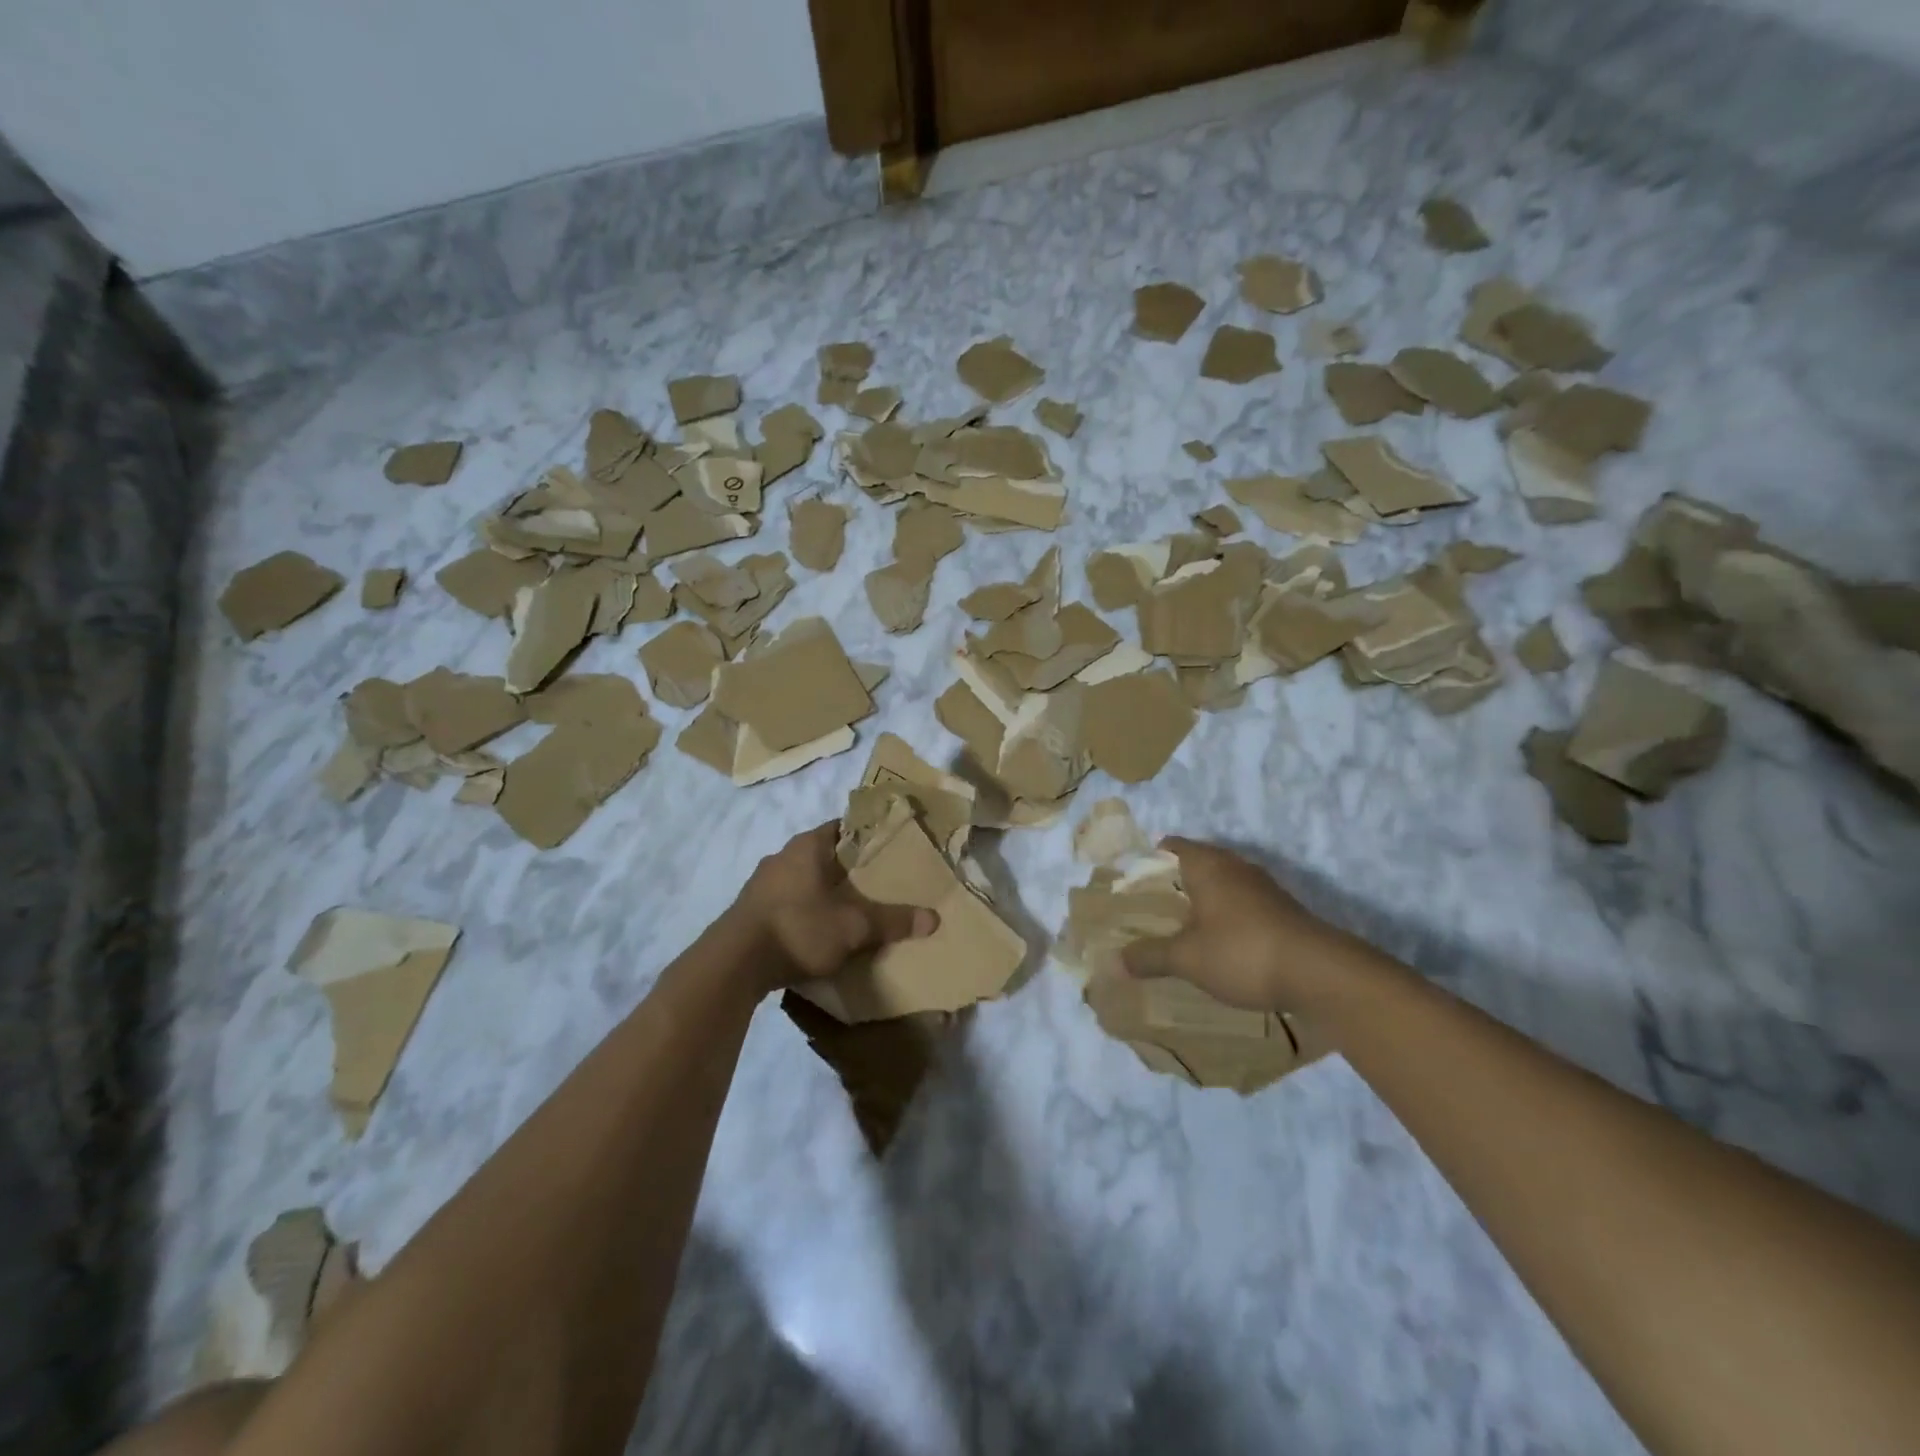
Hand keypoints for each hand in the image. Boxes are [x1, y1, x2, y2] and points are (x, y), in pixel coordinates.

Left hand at [730, 823, 936, 990]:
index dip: (869, 837)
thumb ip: (892, 921)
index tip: (891, 852)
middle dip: (850, 869)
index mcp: (807, 845)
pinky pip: (789, 902)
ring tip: (853, 910)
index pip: (844, 827)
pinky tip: (820, 932)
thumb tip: (934, 918)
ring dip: (826, 892)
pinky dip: (806, 911)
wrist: (733, 964)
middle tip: (880, 884)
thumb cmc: (798, 928)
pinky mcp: (751, 910)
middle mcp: (782, 856)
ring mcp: (762, 883)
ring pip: (805, 879)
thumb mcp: (853, 927)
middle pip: (826, 854)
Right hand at [1121, 838, 1372, 1013]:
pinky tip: (1217, 947)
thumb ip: (1150, 956)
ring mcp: (1262, 888)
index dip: (1147, 862)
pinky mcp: (1281, 911)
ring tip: (1178, 931)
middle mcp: (1234, 867)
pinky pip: (1241, 906)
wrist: (1320, 974)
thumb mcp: (1187, 958)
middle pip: (1195, 865)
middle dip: (1172, 886)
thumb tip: (1117, 960)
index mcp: (1207, 864)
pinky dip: (1224, 919)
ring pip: (1220, 886)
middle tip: (1148, 912)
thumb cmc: (1242, 952)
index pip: (1169, 846)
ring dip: (1201, 904)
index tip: (1130, 886)